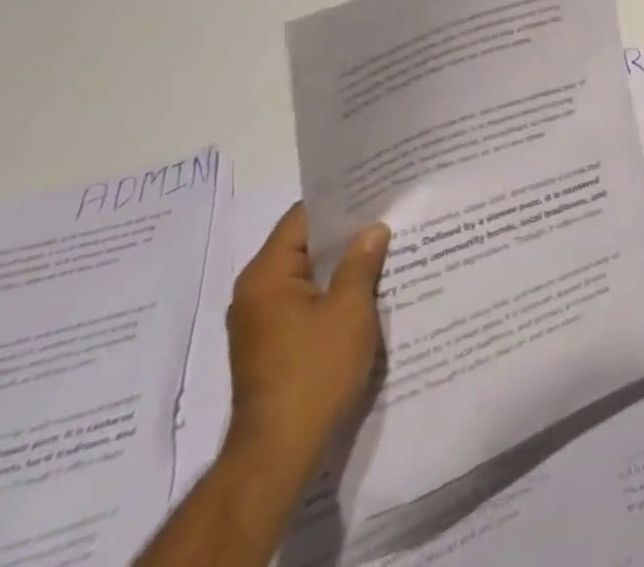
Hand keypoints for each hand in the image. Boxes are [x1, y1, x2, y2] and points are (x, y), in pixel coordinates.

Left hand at [226, 204, 390, 463]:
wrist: (279, 453)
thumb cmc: (314, 371)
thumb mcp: (350, 309)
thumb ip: (361, 262)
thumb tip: (372, 229)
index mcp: (266, 275)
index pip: (303, 217)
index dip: (340, 202)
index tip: (375, 190)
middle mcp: (254, 293)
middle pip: (303, 244)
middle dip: (345, 233)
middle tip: (388, 215)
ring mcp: (260, 322)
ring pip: (307, 275)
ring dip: (341, 265)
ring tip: (384, 249)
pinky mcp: (270, 346)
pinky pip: (304, 302)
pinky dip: (331, 292)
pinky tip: (366, 291)